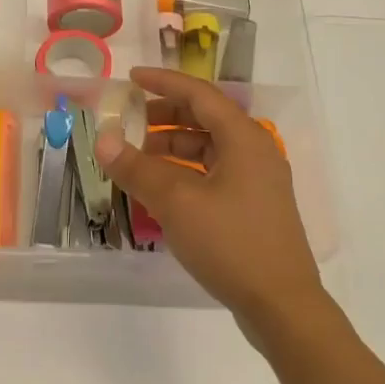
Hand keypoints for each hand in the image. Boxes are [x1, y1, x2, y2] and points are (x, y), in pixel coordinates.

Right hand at [94, 67, 339, 350]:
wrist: (281, 305)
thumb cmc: (231, 243)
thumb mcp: (176, 202)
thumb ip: (137, 168)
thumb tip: (103, 140)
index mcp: (243, 139)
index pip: (199, 95)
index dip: (163, 82)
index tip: (130, 78)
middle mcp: (254, 152)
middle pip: (205, 119)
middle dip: (164, 116)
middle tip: (128, 121)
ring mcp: (256, 182)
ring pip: (208, 149)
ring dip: (171, 147)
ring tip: (136, 159)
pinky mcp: (252, 208)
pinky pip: (212, 174)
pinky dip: (184, 173)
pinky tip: (160, 190)